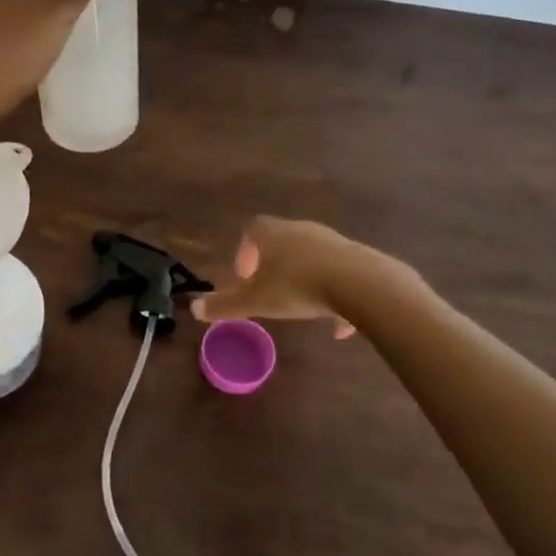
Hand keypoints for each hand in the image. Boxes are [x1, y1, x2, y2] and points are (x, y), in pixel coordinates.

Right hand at [193, 216, 414, 338]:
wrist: (361, 285)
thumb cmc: (297, 287)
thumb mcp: (255, 301)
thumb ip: (224, 305)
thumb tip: (194, 309)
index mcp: (272, 234)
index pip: (251, 231)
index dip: (244, 252)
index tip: (245, 278)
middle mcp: (301, 230)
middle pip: (281, 242)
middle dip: (273, 266)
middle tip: (269, 292)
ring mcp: (332, 241)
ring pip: (311, 259)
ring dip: (303, 280)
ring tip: (303, 308)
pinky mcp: (358, 257)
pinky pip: (338, 274)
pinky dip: (334, 294)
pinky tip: (339, 326)